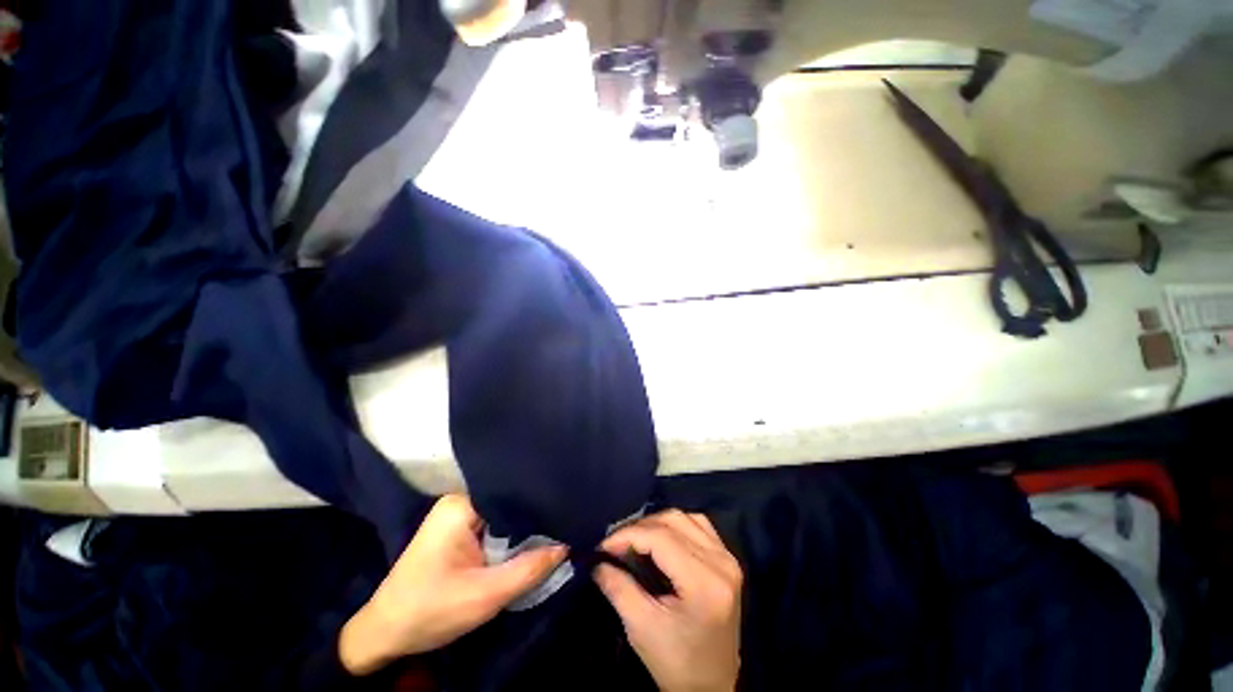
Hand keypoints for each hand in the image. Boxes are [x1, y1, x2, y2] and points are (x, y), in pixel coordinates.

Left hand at [339, 494, 566, 675]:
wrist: (385, 634)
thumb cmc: (431, 611)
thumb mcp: (486, 595)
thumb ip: (529, 569)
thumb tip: (567, 545)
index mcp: (461, 505)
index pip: (512, 494)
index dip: (540, 504)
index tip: (567, 511)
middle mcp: (459, 501)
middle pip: (508, 504)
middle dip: (532, 518)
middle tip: (565, 524)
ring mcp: (457, 514)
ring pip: (502, 516)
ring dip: (521, 530)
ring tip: (552, 531)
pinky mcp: (456, 529)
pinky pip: (492, 526)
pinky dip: (508, 537)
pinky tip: (526, 543)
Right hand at [593, 510, 742, 691]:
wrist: (710, 688)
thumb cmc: (675, 663)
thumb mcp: (641, 628)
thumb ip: (618, 588)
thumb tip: (597, 560)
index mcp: (704, 582)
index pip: (661, 538)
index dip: (628, 535)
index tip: (603, 545)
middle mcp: (722, 562)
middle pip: (674, 521)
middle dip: (640, 527)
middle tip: (616, 543)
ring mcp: (728, 559)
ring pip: (686, 518)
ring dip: (657, 523)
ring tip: (635, 539)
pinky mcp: (727, 560)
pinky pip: (699, 525)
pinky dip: (676, 526)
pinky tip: (661, 539)